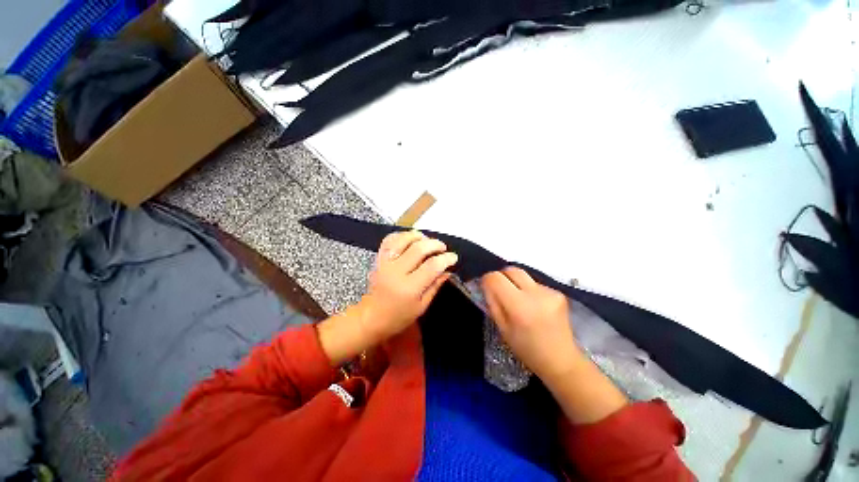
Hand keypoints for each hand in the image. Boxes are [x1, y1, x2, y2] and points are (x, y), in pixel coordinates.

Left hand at [358, 230, 457, 342]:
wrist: (372, 316)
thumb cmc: (399, 316)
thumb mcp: (422, 306)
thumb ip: (435, 286)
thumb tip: (447, 270)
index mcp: (409, 288)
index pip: (432, 266)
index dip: (446, 259)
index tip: (453, 257)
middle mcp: (396, 271)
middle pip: (419, 248)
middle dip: (435, 244)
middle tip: (442, 248)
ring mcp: (385, 263)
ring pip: (403, 239)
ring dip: (419, 236)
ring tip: (427, 241)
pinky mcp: (379, 258)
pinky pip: (390, 240)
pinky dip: (401, 235)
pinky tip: (410, 239)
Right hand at [481, 267, 581, 381]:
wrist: (561, 360)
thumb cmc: (527, 349)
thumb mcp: (502, 329)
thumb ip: (493, 303)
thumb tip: (487, 285)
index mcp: (519, 307)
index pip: (496, 278)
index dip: (488, 280)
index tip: (486, 287)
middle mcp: (536, 294)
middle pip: (512, 270)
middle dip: (502, 276)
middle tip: (500, 290)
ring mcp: (550, 292)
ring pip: (524, 276)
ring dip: (516, 284)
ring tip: (519, 302)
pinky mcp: (558, 293)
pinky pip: (535, 284)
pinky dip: (529, 291)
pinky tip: (534, 306)